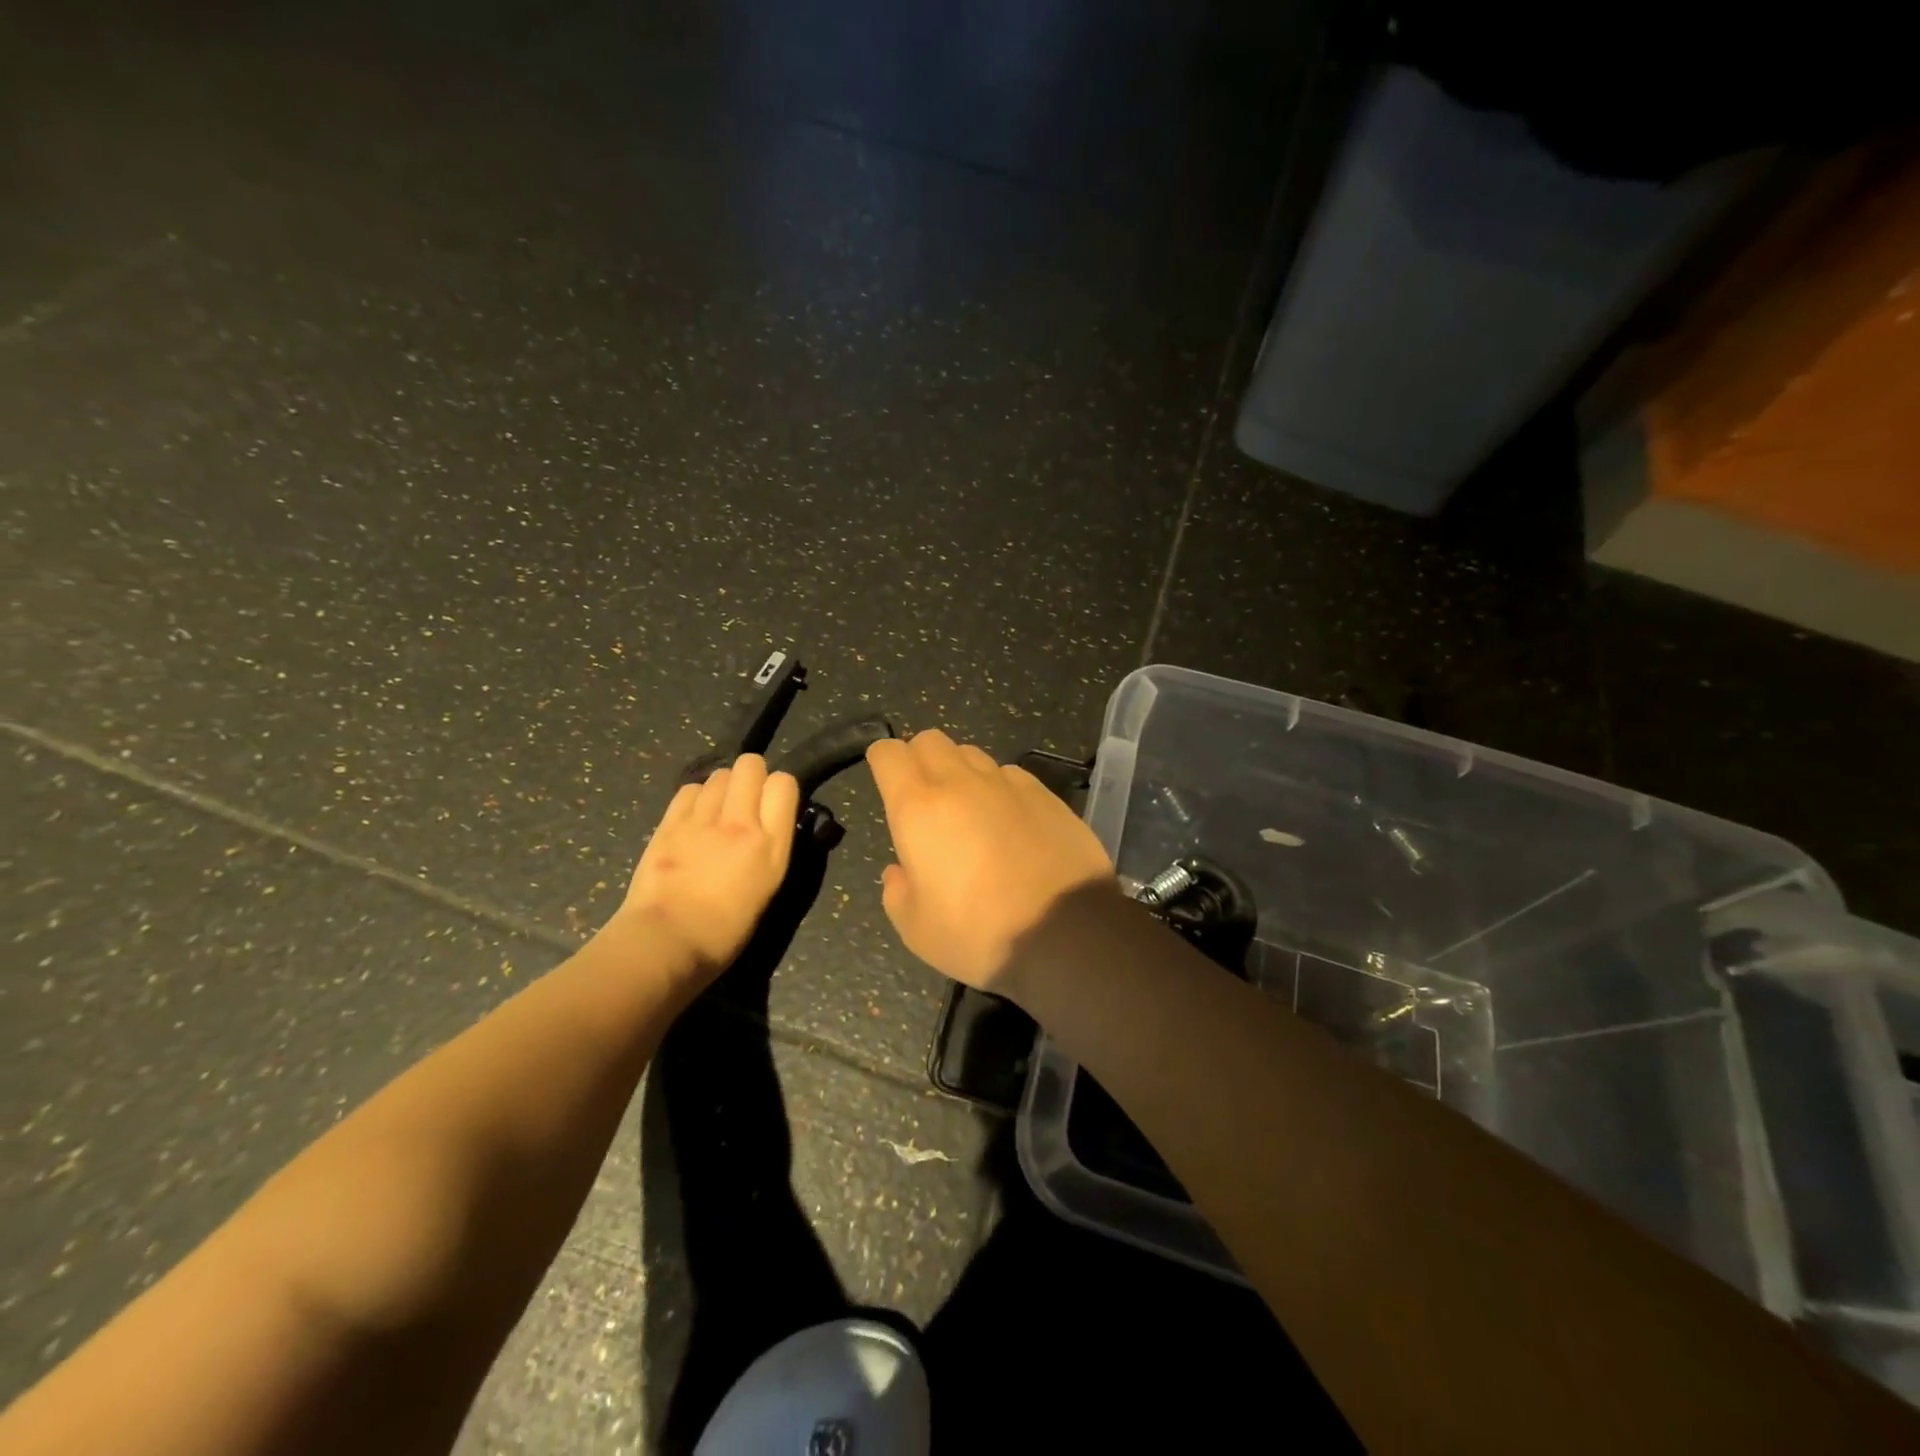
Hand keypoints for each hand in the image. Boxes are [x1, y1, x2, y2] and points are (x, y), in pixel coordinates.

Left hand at [617, 754, 800, 976]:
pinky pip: (689, 789)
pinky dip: (696, 797)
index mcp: (771, 845)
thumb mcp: (767, 886)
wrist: (666, 942)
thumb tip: (767, 824)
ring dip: (723, 786)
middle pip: (750, 764)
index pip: (784, 783)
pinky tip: (694, 817)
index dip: (779, 788)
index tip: (773, 804)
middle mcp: (740, 822)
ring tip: (717, 810)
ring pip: (719, 774)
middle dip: (751, 775)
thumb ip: (771, 846)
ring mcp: (702, 819)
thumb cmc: (725, 931)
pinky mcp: (669, 823)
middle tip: (745, 800)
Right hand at [866, 730, 1117, 997]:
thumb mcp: (917, 930)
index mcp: (919, 808)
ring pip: (972, 754)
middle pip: (930, 740)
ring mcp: (1007, 783)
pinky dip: (1000, 788)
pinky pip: (1010, 774)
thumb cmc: (979, 933)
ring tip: (969, 811)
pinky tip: (1010, 821)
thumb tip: (899, 872)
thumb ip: (897, 893)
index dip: (882, 762)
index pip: (888, 753)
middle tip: (924, 799)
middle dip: (920, 759)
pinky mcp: (1046, 794)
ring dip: (961, 772)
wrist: (1066, 934)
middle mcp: (960, 782)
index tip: (887, 783)